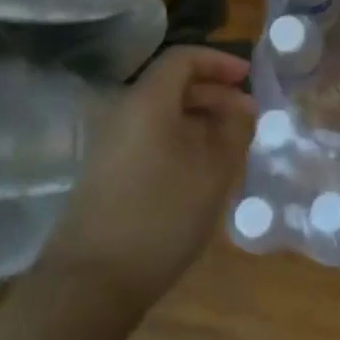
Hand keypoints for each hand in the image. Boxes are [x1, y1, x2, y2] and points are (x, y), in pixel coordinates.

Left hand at [43, 47, 254, 315]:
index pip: (183, 58)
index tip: (248, 78)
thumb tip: (243, 106)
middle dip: (213, 93)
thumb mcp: (213, 171)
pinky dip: (178, 141)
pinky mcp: (105, 172)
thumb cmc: (161, 215)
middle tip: (246, 118)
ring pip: (161, 115)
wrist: (91, 281)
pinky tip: (198, 172)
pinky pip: (148, 138)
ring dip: (198, 121)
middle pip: (171, 85)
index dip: (219, 62)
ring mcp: (110, 143)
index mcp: (148, 100)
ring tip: (229, 147)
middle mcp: (123, 112)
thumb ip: (234, 130)